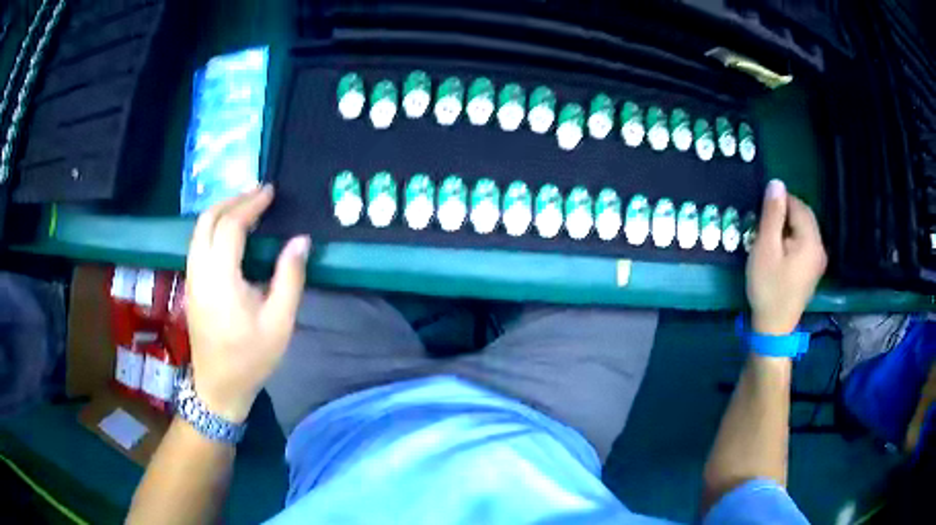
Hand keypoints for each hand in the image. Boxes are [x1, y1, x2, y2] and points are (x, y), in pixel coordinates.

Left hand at [185, 186, 309, 421]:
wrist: (219, 387)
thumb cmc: (250, 357)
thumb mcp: (279, 322)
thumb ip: (289, 277)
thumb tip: (300, 240)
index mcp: (220, 278)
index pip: (231, 226)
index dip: (251, 204)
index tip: (270, 191)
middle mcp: (199, 271)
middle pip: (207, 220)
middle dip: (232, 200)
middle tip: (257, 193)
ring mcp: (191, 278)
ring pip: (199, 230)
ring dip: (221, 211)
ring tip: (246, 206)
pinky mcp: (190, 285)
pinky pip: (197, 243)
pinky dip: (214, 227)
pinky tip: (230, 232)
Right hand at [746, 179, 826, 334]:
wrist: (774, 328)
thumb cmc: (768, 287)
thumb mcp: (765, 248)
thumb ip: (772, 214)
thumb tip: (776, 183)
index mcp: (811, 240)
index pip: (798, 205)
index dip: (779, 203)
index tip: (761, 214)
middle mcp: (820, 247)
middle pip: (804, 216)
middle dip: (785, 213)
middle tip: (764, 225)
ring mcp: (818, 260)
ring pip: (805, 229)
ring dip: (788, 226)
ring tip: (770, 238)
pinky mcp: (813, 270)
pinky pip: (805, 243)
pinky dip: (793, 239)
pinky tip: (780, 251)